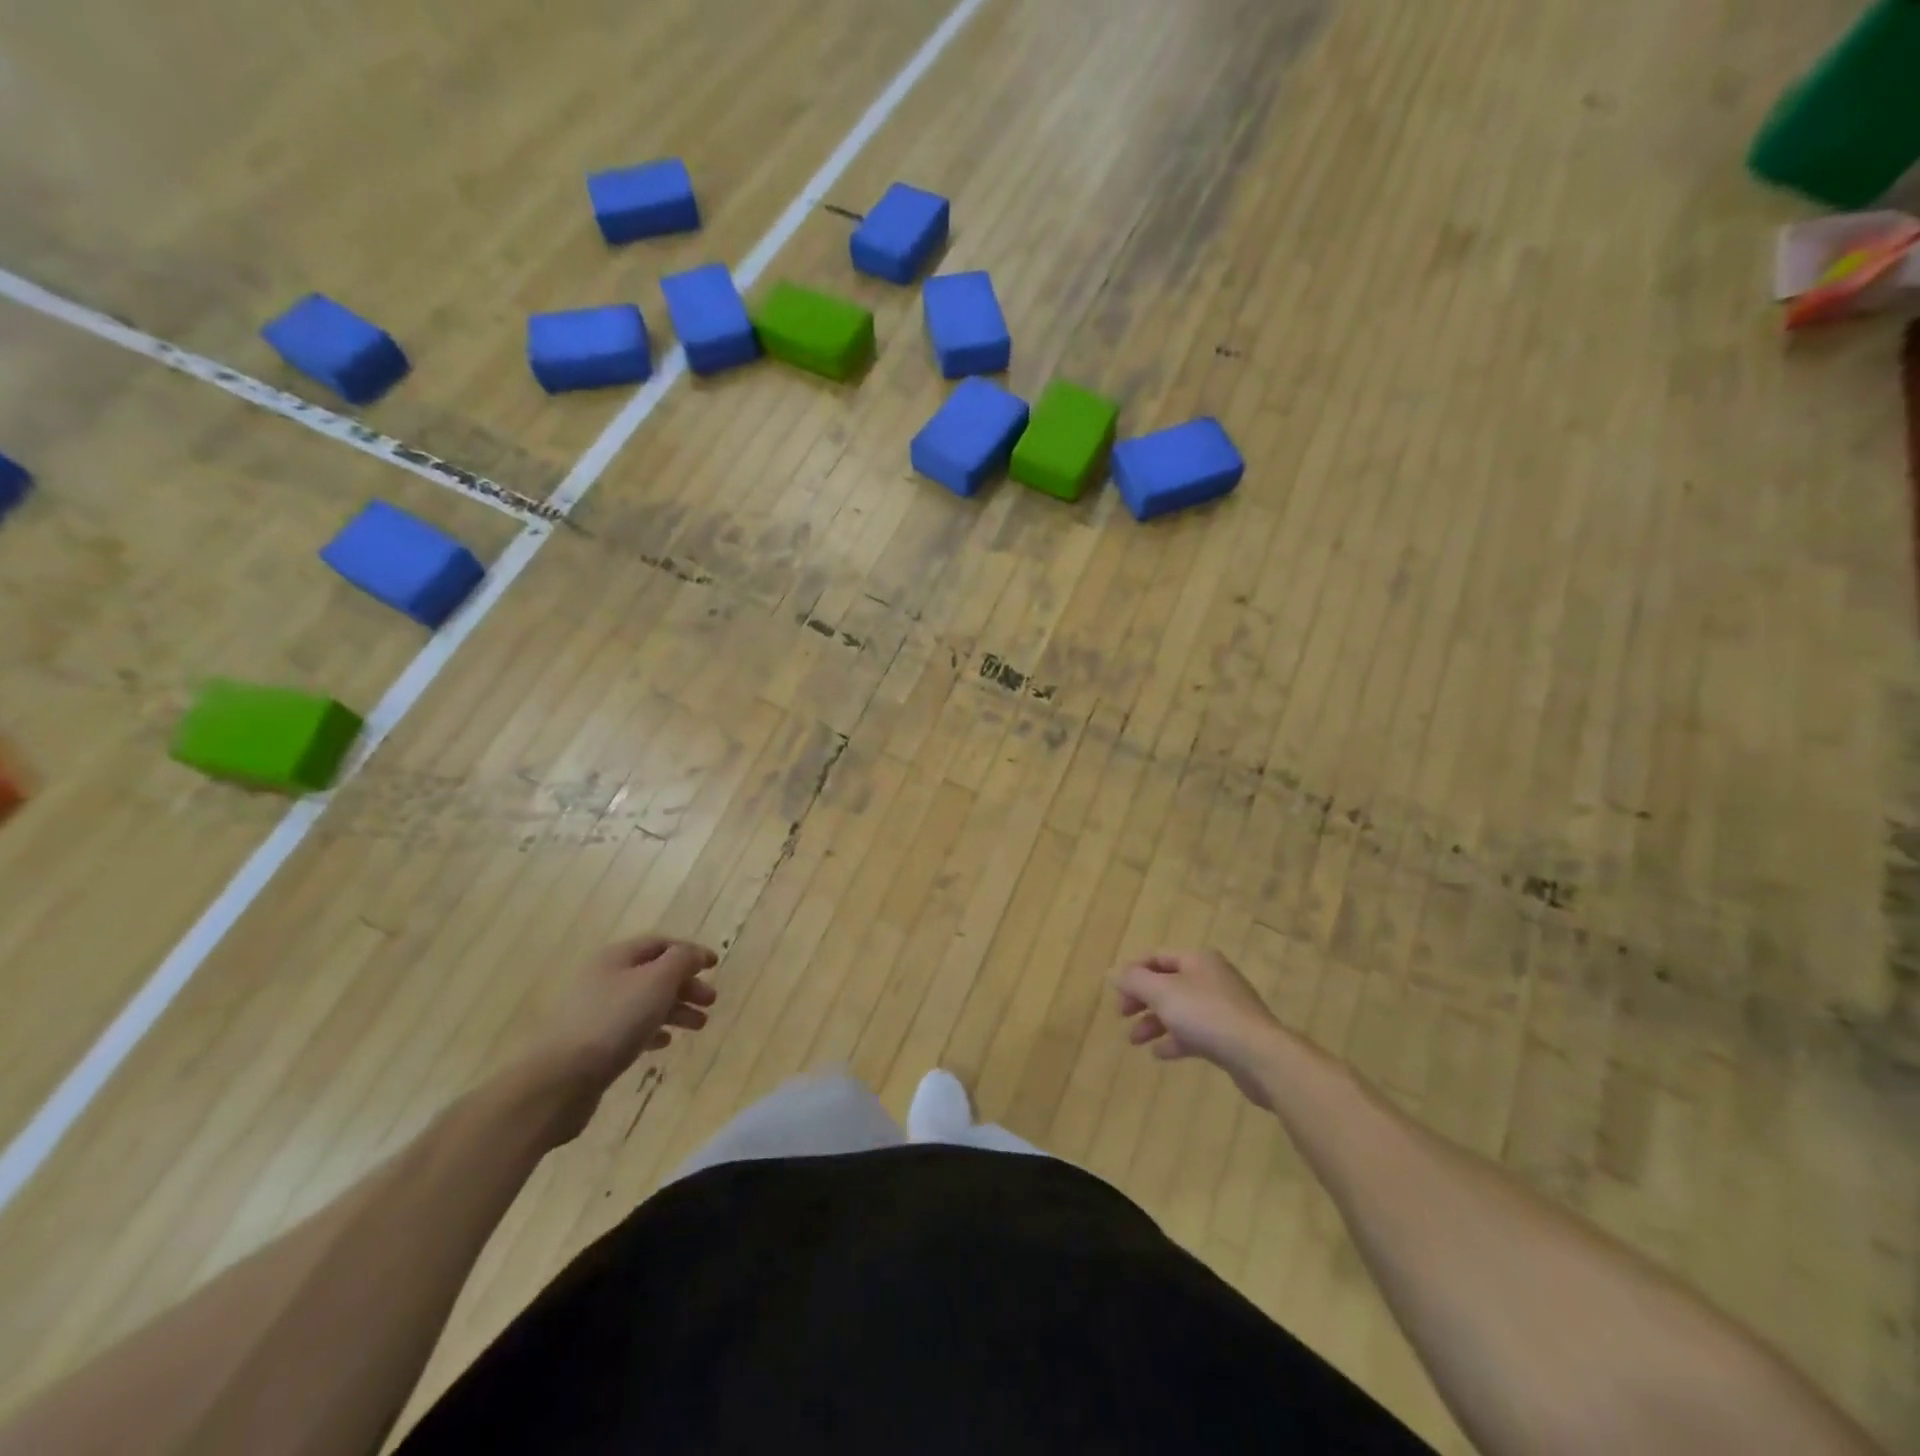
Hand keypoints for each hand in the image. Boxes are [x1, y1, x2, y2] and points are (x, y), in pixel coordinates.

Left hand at [537, 935, 718, 1098]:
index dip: (689, 952)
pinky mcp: (591, 1044)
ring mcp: (595, 1012)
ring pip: (644, 1003)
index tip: (715, 966)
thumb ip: (682, 960)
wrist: (560, 1079)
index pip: (659, 944)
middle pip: (653, 974)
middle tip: (711, 1001)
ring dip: (675, 1010)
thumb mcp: (657, 981)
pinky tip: (665, 1043)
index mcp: (616, 958)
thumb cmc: (615, 1021)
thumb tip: (695, 954)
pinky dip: (653, 1031)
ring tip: (699, 1026)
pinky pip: (630, 1029)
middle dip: (685, 984)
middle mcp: (603, 979)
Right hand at [1111, 949, 1282, 1107]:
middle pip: (1167, 983)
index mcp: (1198, 959)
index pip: (1156, 956)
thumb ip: (1134, 981)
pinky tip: (1160, 1054)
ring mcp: (1224, 1007)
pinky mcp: (1230, 1035)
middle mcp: (1211, 977)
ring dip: (1154, 1022)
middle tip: (1121, 1015)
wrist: (1260, 1056)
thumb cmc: (1207, 1015)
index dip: (1132, 971)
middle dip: (1141, 999)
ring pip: (1180, 1010)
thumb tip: (1112, 971)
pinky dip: (1175, 1040)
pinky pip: (1195, 1033)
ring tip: (1135, 1040)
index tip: (1115, 993)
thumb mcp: (1162, 993)